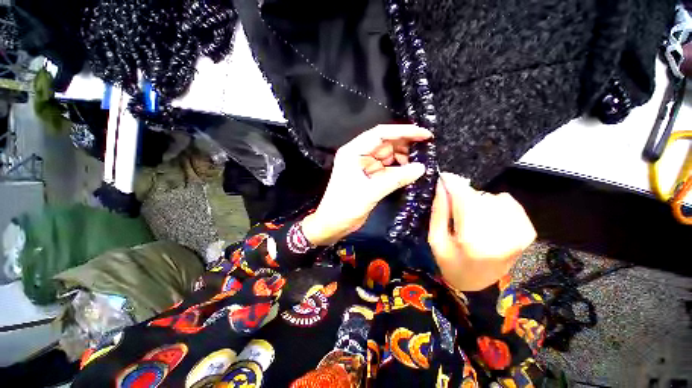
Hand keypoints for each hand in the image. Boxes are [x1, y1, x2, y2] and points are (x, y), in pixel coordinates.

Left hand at [302, 124, 431, 245]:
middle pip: (385, 143)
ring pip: (388, 156)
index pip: (380, 134)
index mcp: (353, 152)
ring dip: (404, 158)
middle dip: (405, 145)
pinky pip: (387, 169)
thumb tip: (421, 168)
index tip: (424, 134)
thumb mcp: (370, 192)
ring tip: (422, 161)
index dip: (403, 131)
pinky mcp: (369, 176)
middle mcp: (359, 155)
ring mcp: (364, 166)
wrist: (332, 224)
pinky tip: (411, 172)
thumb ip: (396, 179)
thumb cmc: (344, 207)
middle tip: (427, 149)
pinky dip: (399, 170)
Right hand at [428, 173, 536, 290]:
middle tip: (454, 205)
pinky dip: (495, 204)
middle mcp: (501, 236)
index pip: (465, 200)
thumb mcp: (436, 239)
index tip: (444, 177)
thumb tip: (442, 185)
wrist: (478, 285)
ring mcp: (519, 234)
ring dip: (478, 202)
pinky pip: (509, 202)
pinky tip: (487, 217)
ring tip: (471, 217)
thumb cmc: (451, 263)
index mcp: (473, 242)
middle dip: (463, 196)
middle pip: (479, 197)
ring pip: (492, 198)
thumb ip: (439, 211)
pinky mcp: (527, 232)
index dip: (454, 184)